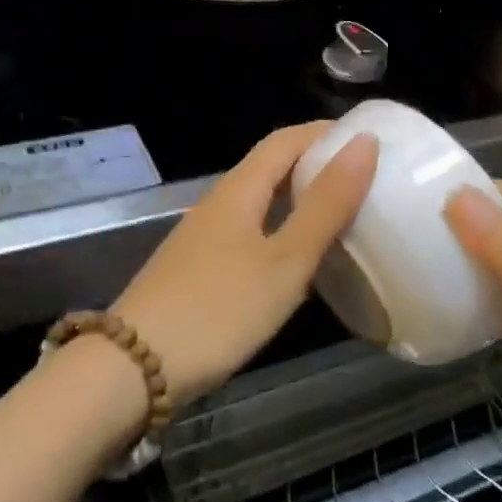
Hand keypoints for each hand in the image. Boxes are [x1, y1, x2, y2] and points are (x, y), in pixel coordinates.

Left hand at [113, 123, 377, 408]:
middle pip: (271, 168)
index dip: (325, 132)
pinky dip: (282, 232)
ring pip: (260, 203)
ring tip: (344, 214)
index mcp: (238, 190)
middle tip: (366, 178)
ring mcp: (204, 238)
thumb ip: (325, 205)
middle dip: (316, 164)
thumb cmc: (218, 309)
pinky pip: (250, 234)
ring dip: (300, 199)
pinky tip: (299, 261)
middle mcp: (218, 204)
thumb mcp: (284, 260)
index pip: (285, 140)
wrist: (134, 369)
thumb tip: (363, 144)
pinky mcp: (199, 271)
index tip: (368, 138)